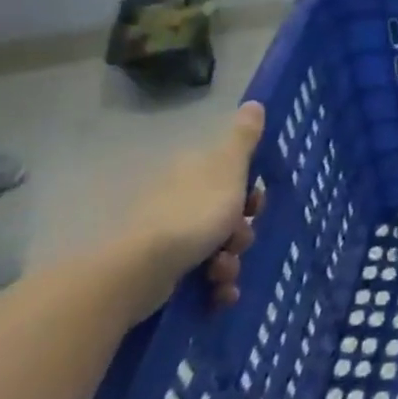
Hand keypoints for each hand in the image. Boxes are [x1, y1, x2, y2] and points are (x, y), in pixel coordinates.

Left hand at [123, 102, 266, 316]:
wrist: (141, 270)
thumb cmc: (193, 213)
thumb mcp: (229, 169)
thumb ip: (244, 138)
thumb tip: (254, 103)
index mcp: (194, 172)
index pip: (232, 177)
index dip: (250, 194)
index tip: (256, 207)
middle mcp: (179, 199)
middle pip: (227, 214)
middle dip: (241, 233)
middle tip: (239, 242)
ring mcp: (167, 236)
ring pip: (217, 247)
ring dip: (230, 263)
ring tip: (223, 275)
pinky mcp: (161, 270)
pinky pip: (200, 276)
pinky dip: (215, 286)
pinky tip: (219, 295)